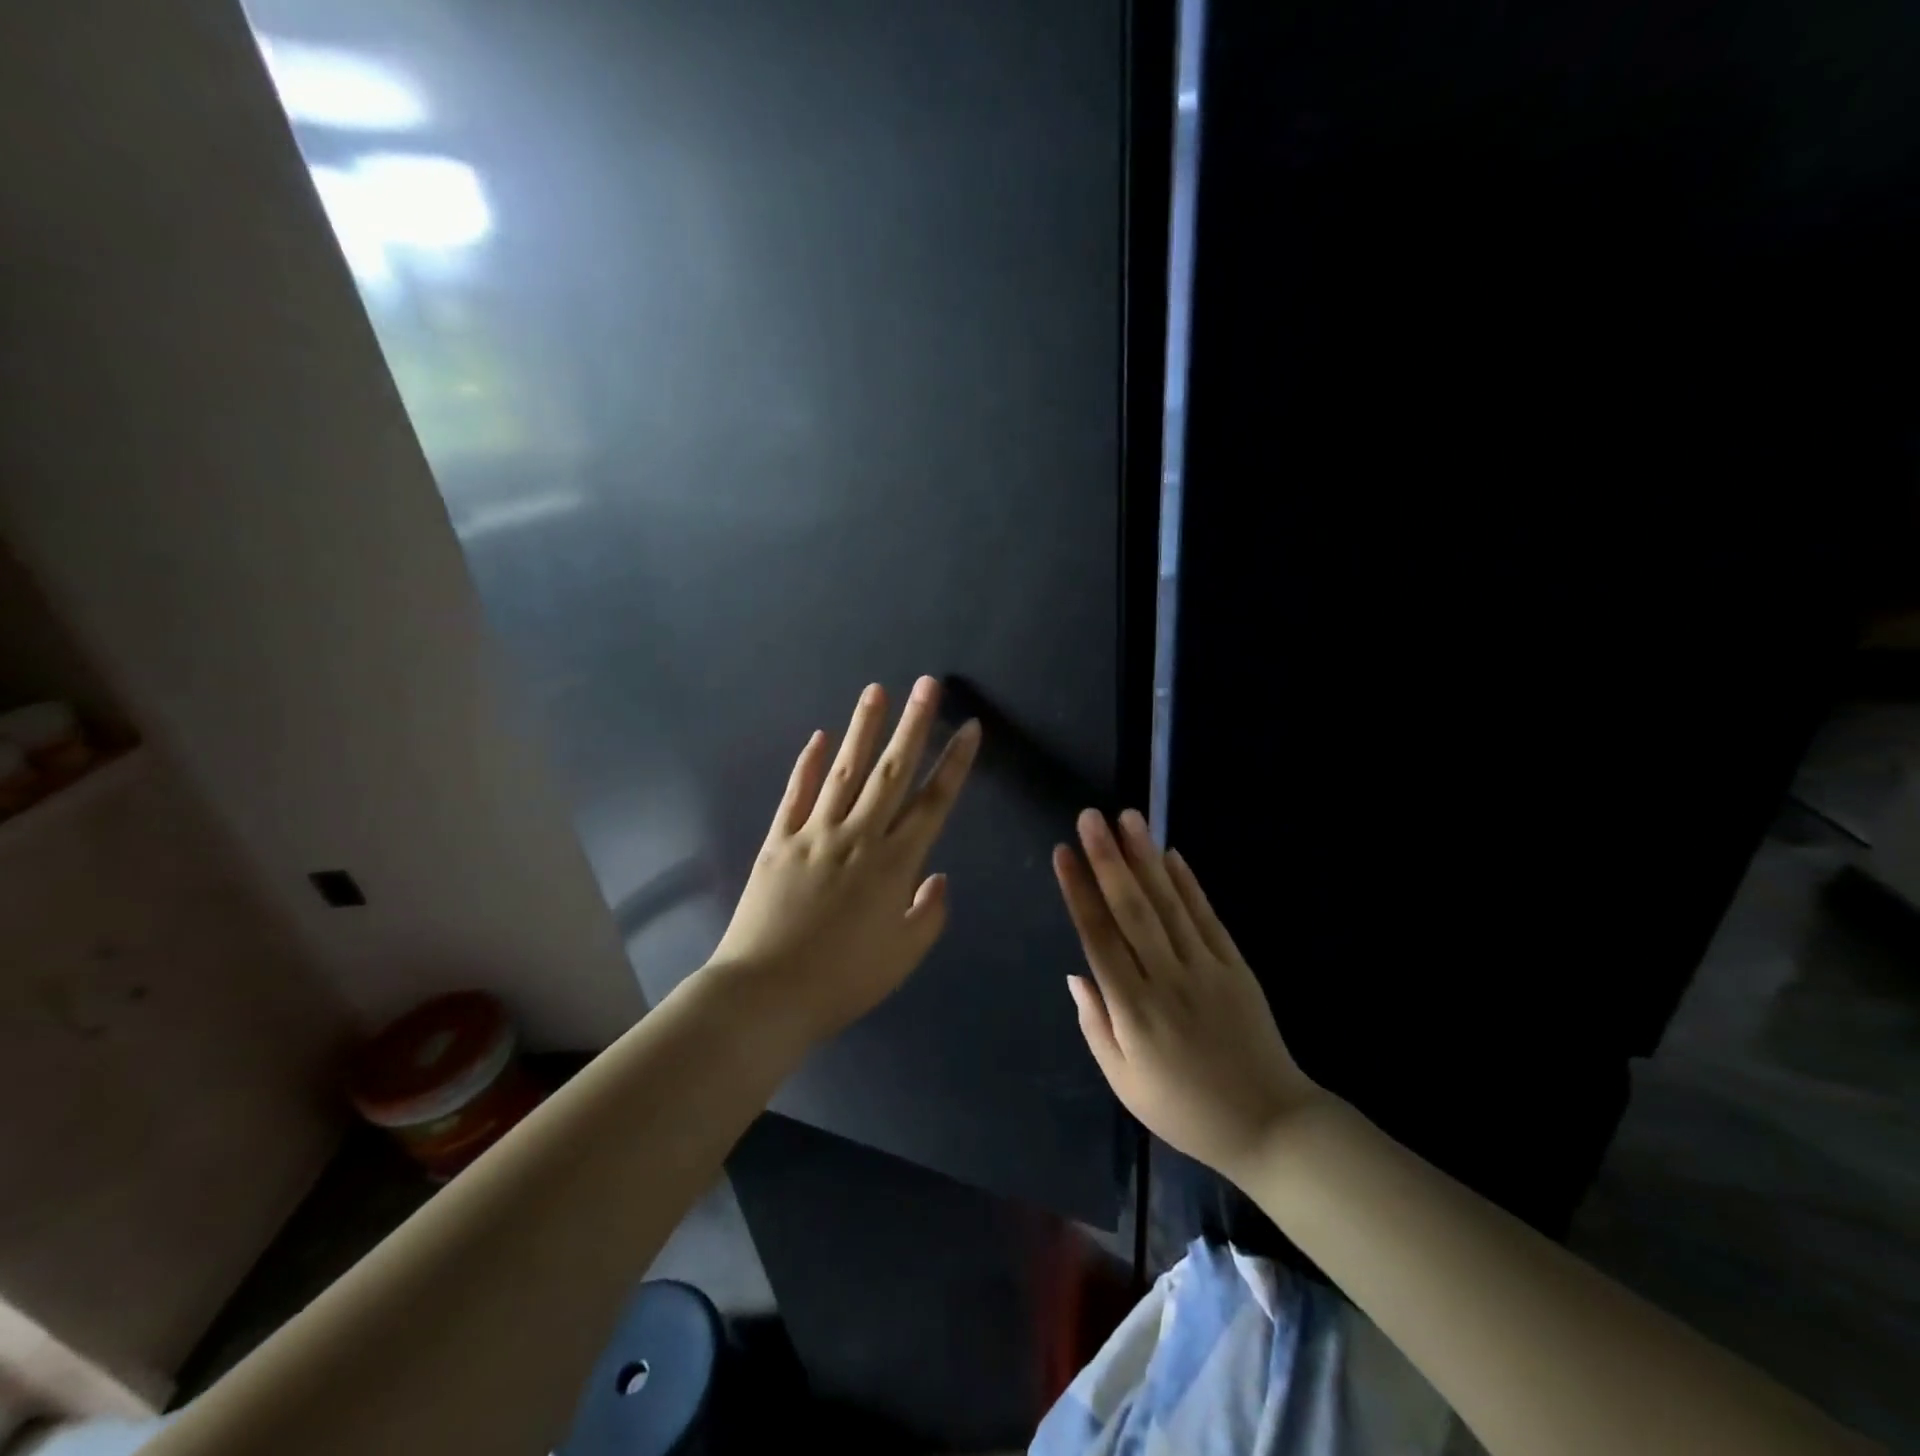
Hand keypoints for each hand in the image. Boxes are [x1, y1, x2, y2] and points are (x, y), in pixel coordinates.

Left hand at [708, 677, 979, 1042]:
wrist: (765, 995)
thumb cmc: (842, 981)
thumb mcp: (902, 957)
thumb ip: (929, 914)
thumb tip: (938, 878)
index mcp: (894, 865)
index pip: (933, 802)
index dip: (955, 763)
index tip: (969, 727)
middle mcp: (858, 837)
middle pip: (891, 771)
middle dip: (913, 725)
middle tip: (927, 684)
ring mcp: (815, 834)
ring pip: (845, 771)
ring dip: (863, 728)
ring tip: (877, 691)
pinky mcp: (778, 841)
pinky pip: (797, 794)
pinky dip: (809, 764)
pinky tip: (820, 737)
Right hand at [1053, 809, 1321, 1177]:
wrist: (1268, 1125)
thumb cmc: (1183, 1108)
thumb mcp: (1124, 1082)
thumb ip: (1096, 1025)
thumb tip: (1075, 974)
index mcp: (1134, 1011)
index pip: (1099, 938)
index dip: (1079, 892)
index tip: (1063, 852)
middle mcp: (1167, 980)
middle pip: (1133, 910)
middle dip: (1108, 860)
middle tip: (1090, 817)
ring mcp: (1206, 969)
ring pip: (1170, 905)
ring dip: (1145, 858)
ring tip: (1128, 818)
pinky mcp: (1236, 967)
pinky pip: (1208, 918)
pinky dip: (1189, 884)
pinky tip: (1171, 854)